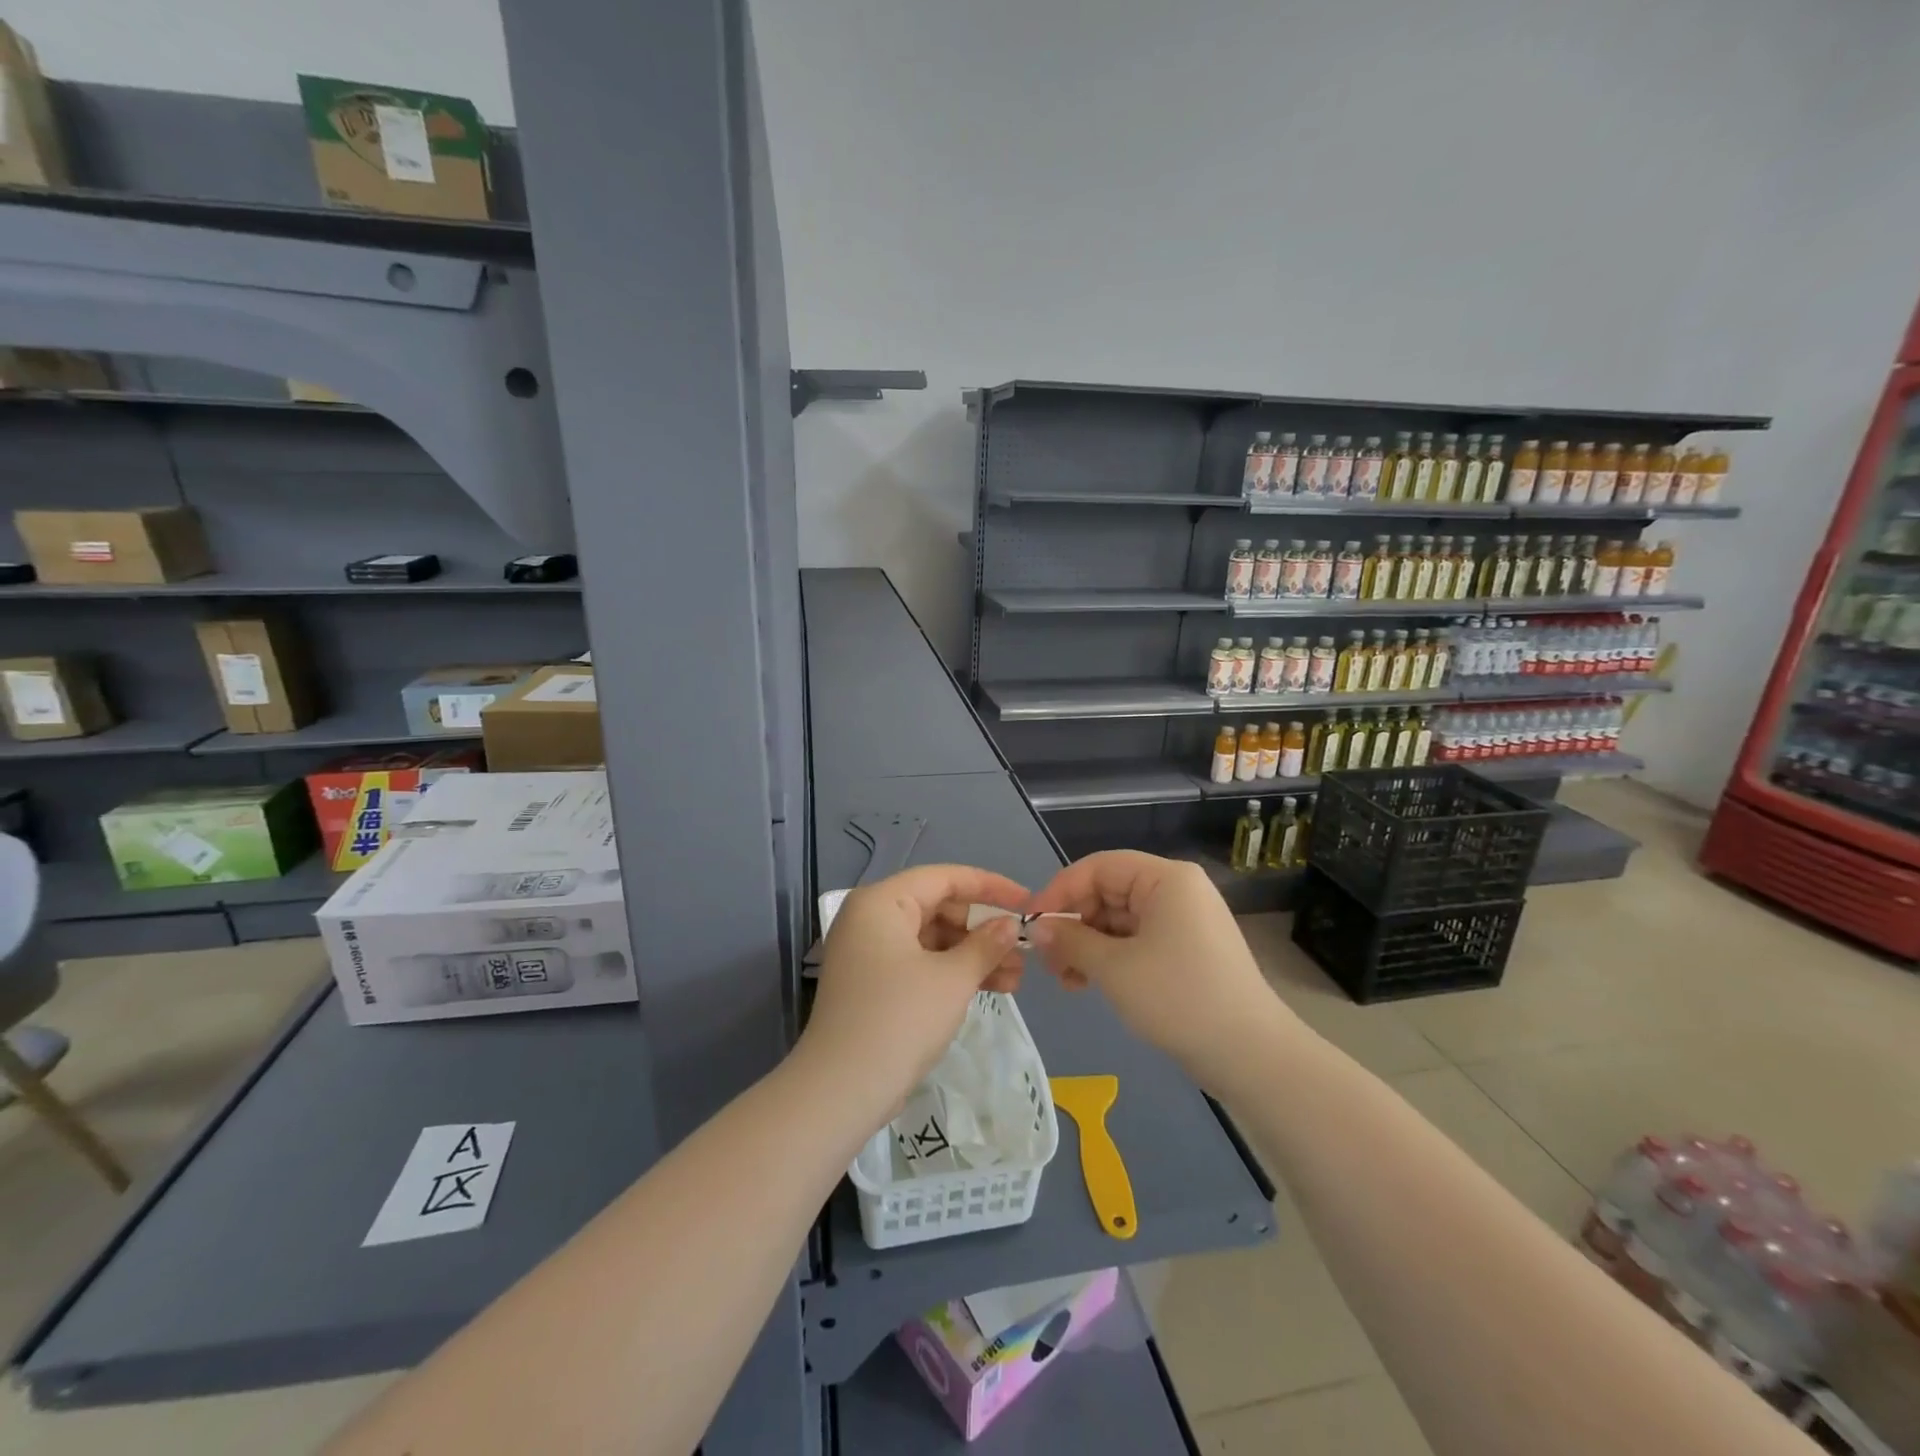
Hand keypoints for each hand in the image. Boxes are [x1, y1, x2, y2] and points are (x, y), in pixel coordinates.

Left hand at [802, 864, 1029, 1119]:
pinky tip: (992, 988)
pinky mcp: (875, 984)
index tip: (1028, 901)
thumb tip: (1011, 924)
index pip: (945, 878)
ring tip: (1017, 977)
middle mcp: (871, 919)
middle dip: (984, 928)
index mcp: (882, 902)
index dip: (990, 887)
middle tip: (1024, 947)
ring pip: (933, 939)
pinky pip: (922, 963)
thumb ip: (986, 945)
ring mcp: (870, 953)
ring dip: (974, 954)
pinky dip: (953, 972)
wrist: (841, 1091)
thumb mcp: (952, 979)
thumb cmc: (900, 1020)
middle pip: (939, 907)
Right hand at [1024, 851, 1291, 1085]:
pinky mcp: (1185, 950)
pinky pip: (1136, 941)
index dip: (1060, 891)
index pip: (1099, 867)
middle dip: (1074, 923)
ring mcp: (1183, 921)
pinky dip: (1110, 957)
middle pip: (1108, 892)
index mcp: (1165, 879)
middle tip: (1048, 960)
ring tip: (1065, 980)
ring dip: (1087, 945)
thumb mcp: (1114, 968)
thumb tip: (1040, 927)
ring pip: (1119, 920)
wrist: (1250, 1055)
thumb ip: (1071, 940)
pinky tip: (1088, 984)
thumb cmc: (1178, 998)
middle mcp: (1176, 890)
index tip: (1032, 923)